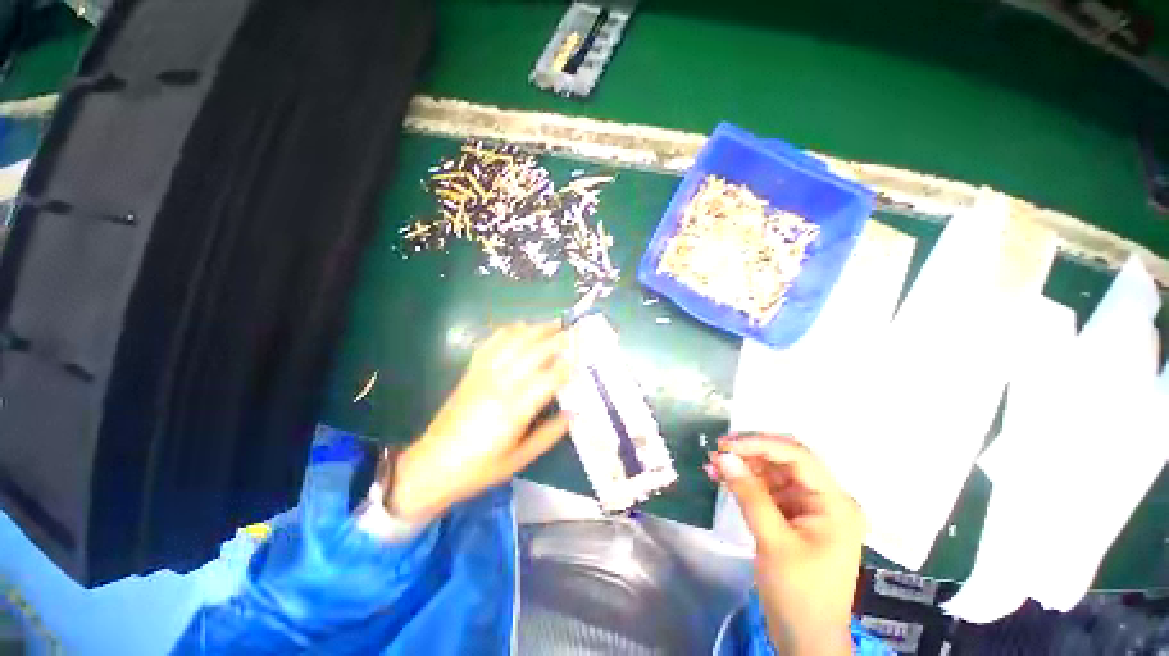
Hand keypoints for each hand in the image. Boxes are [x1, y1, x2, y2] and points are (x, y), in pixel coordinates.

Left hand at [390, 321, 573, 521]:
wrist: (432, 465)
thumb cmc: (479, 468)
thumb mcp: (520, 459)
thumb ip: (549, 434)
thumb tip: (573, 413)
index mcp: (514, 410)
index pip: (549, 378)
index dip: (568, 364)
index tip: (583, 354)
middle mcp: (500, 385)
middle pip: (533, 352)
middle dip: (557, 339)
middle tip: (575, 331)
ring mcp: (483, 375)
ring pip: (513, 342)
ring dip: (535, 329)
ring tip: (554, 323)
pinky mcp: (471, 372)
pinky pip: (491, 343)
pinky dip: (508, 331)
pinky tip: (521, 327)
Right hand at [708, 434, 865, 655]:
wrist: (805, 640)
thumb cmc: (798, 594)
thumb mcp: (773, 541)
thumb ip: (749, 494)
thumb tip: (724, 456)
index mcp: (834, 502)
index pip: (797, 456)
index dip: (760, 444)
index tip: (726, 445)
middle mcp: (826, 499)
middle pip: (784, 461)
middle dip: (749, 453)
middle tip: (717, 451)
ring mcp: (810, 508)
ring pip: (772, 473)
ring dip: (743, 467)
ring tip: (712, 465)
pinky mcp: (794, 517)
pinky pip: (767, 490)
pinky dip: (745, 484)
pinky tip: (722, 479)